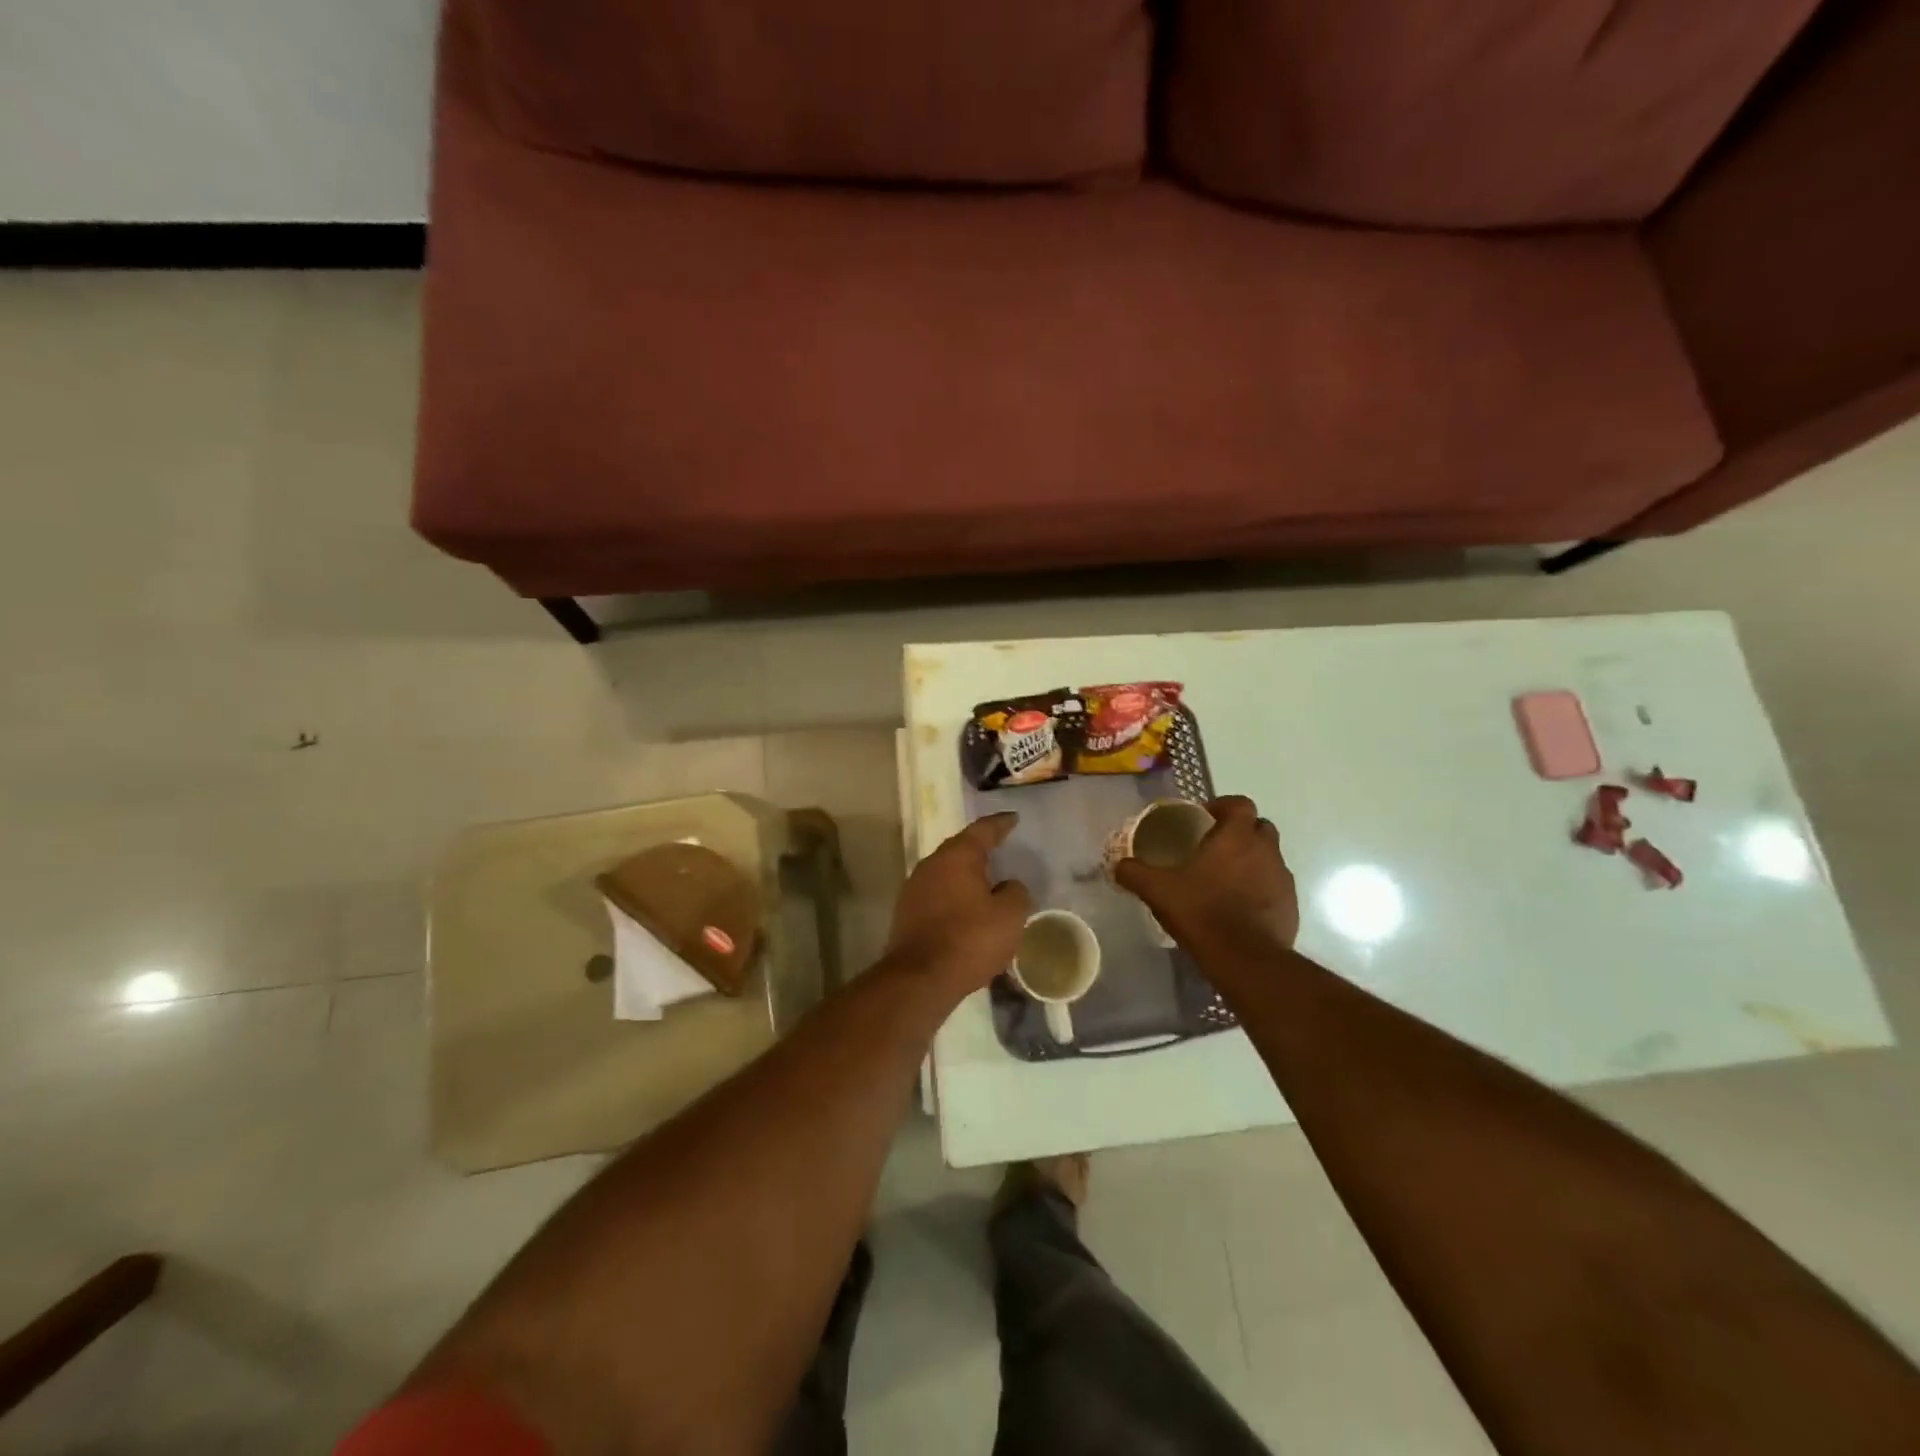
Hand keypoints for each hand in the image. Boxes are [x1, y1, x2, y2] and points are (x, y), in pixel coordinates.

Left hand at [886, 813, 1031, 995]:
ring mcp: (915, 888)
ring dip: (965, 875)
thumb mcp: (1009, 916)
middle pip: (960, 849)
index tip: (1013, 819)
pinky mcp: (907, 912)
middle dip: (980, 848)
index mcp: (958, 856)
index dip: (1000, 824)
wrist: (920, 978)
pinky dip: (954, 896)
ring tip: (986, 882)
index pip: (983, 830)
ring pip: (946, 872)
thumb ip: (1015, 893)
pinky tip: (966, 910)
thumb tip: (1008, 886)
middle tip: (999, 847)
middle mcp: (932, 864)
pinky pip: (937, 894)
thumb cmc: (970, 940)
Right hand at [1113, 796, 1298, 957]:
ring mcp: (1282, 879)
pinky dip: (1260, 888)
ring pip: (1269, 857)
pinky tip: (1239, 906)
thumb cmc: (1202, 912)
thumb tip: (1118, 865)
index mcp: (1236, 837)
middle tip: (1215, 847)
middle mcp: (1265, 851)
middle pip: (1260, 827)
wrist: (1245, 959)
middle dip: (1240, 832)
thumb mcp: (1158, 891)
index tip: (1205, 818)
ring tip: (1225, 879)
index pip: (1240, 804)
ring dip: (1252, 861)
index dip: (1223, 806)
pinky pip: (1275, 886)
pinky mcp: (1291, 906)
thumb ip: (1135, 873)